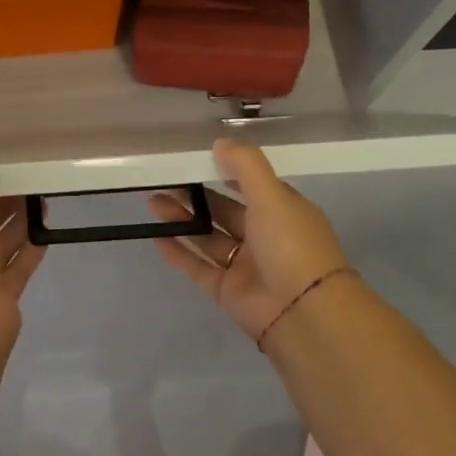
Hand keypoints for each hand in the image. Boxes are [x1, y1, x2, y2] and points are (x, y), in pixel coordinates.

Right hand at [148, 138, 350, 342]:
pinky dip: (179, 253)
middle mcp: (265, 237)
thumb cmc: (291, 245)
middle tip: (163, 182)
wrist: (303, 313)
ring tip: (152, 203)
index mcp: (283, 212)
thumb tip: (220, 142)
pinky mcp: (227, 291)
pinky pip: (198, 268)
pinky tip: (156, 237)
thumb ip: (245, 166)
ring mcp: (245, 266)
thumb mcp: (273, 196)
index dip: (227, 173)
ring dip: (182, 221)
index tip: (197, 161)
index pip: (252, 187)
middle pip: (225, 212)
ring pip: (208, 238)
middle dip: (196, 197)